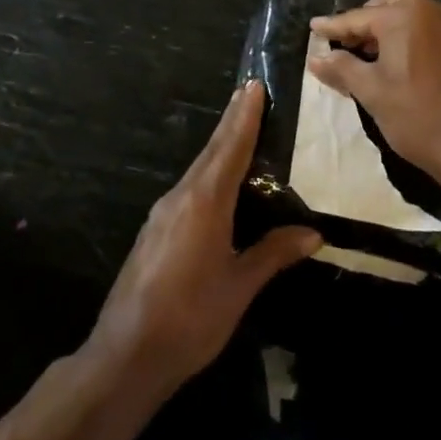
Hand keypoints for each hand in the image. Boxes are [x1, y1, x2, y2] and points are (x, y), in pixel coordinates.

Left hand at [87, 81, 320, 396]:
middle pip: (211, 152)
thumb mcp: (239, 286)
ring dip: (219, 148)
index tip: (253, 86)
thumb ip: (273, 253)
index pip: (230, 149)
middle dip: (232, 123)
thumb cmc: (191, 318)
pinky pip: (188, 190)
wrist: (127, 353)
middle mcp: (181, 197)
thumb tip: (313, 233)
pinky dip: (208, 174)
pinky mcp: (154, 230)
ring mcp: (162, 213)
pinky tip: (218, 184)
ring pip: (198, 170)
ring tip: (240, 132)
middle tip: (249, 94)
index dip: (244, 117)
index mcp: (204, 202)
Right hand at [308, 0, 440, 181]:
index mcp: (404, 17)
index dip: (333, 26)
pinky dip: (413, 35)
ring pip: (415, 13)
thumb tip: (316, 57)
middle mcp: (432, 11)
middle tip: (349, 41)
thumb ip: (342, 68)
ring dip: (391, 25)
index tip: (314, 28)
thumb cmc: (419, 117)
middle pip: (391, 1)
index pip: (358, 17)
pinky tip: (404, 64)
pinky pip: (433, 29)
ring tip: (373, 55)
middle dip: (367, 16)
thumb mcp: (372, 93)